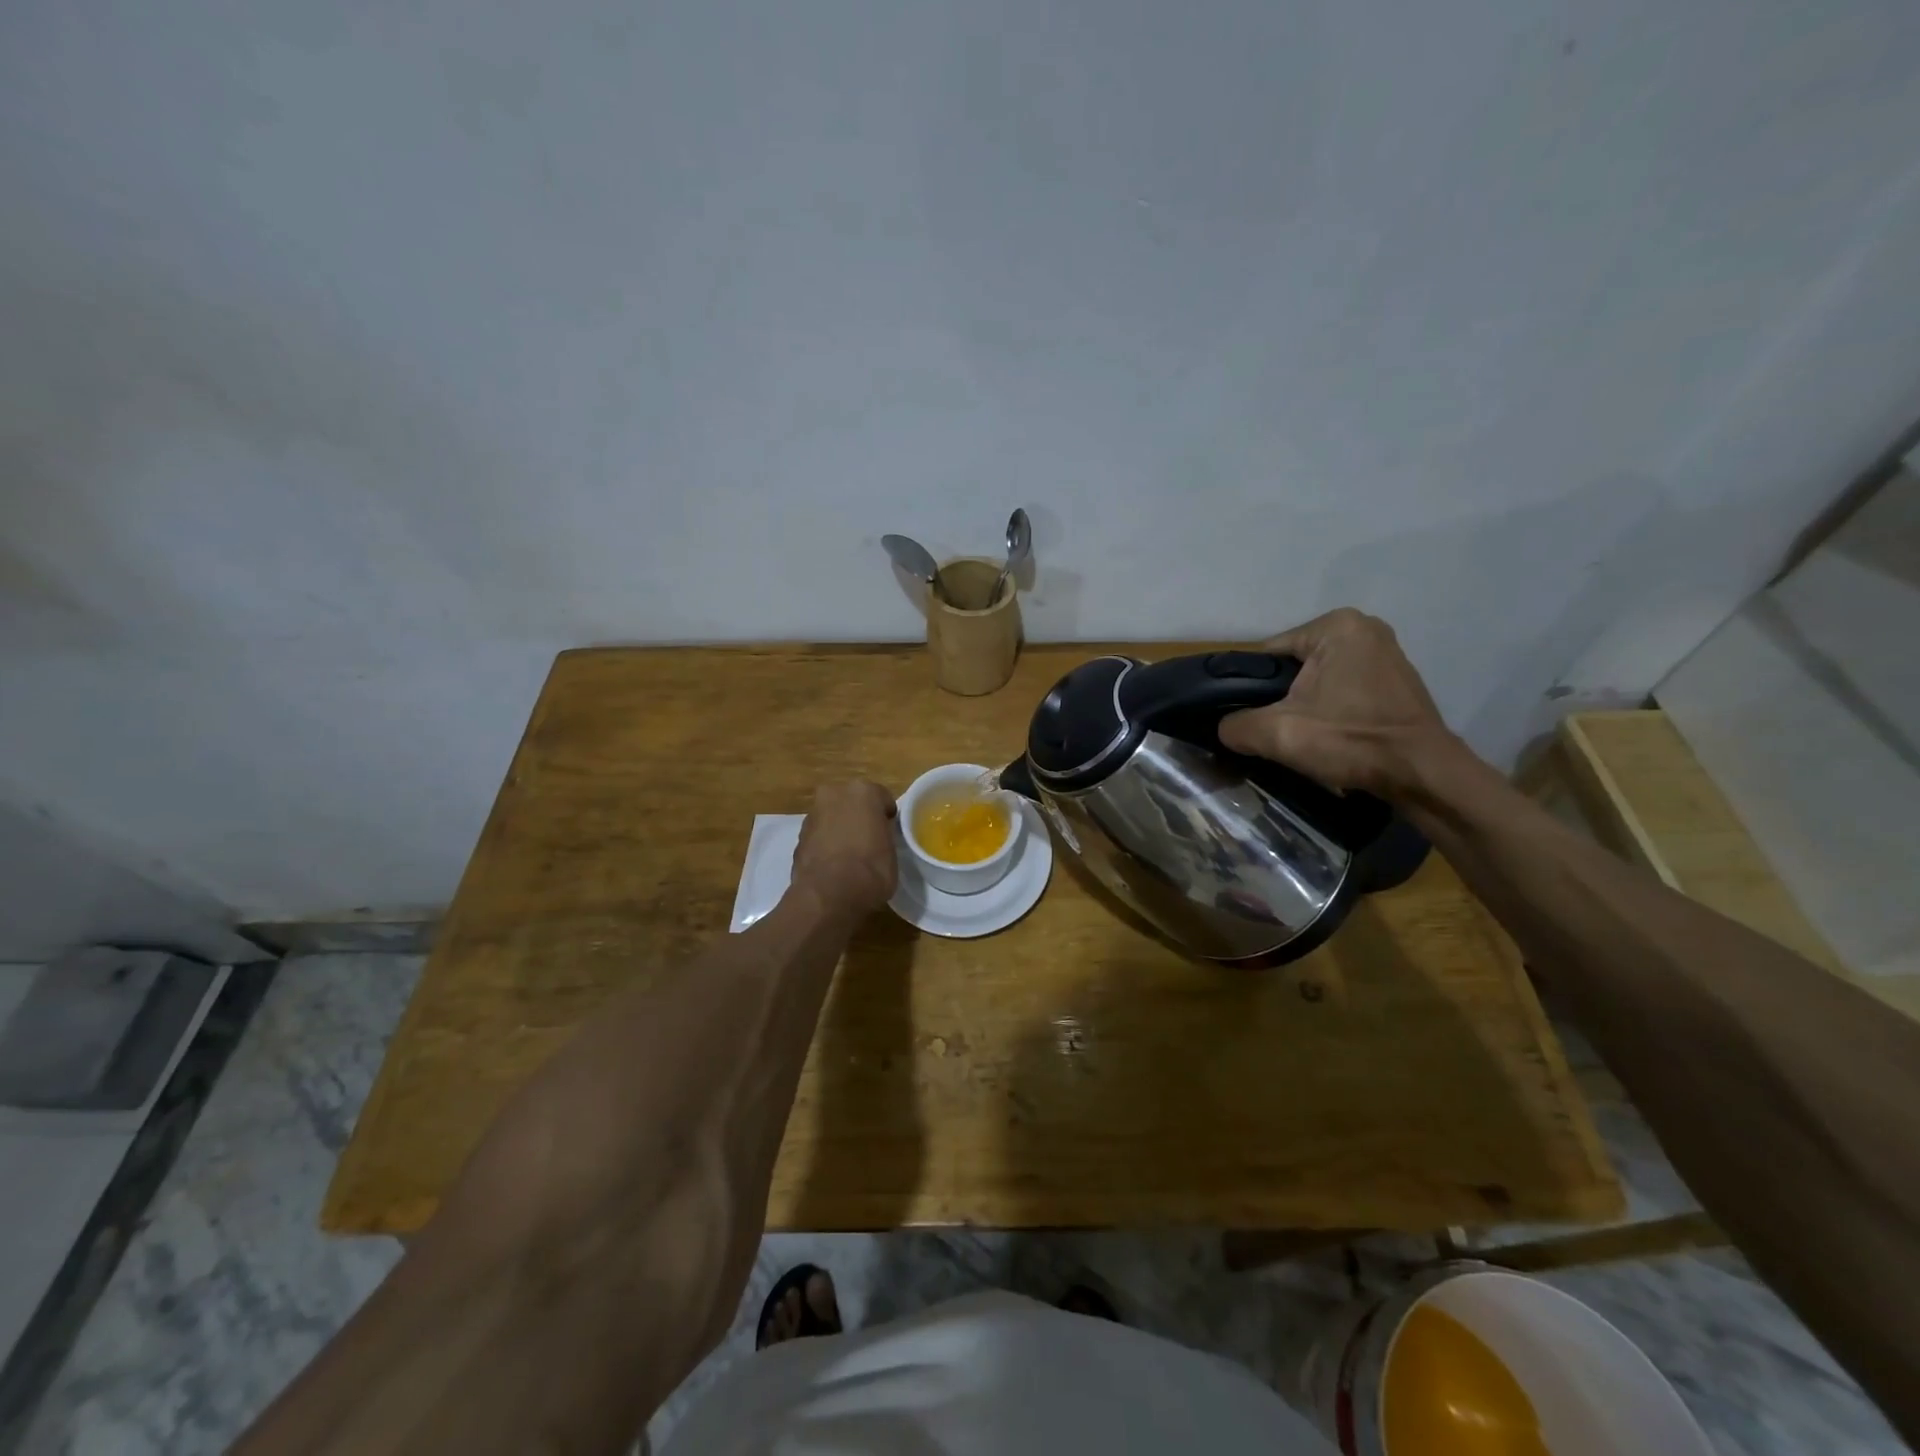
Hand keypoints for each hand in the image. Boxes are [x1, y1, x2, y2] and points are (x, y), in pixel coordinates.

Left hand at [791, 780, 897, 915]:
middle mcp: (834, 794)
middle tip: (868, 839)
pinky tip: (833, 865)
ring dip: (839, 829)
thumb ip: (883, 834)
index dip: (886, 816)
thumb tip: (877, 836)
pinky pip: (819, 836)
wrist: (829, 895)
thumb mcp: (892, 850)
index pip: (881, 798)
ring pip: (832, 817)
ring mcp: (812, 815)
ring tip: (849, 856)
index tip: (889, 832)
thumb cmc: (871, 869)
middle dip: (858, 816)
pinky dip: (825, 844)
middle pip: (851, 802)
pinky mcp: (797, 837)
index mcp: (863, 791)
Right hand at [1217, 609, 1466, 801]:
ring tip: (1303, 737)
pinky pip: (1343, 689)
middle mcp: (1363, 627)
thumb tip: (1224, 729)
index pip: (1267, 656)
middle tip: (1278, 732)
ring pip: (1318, 681)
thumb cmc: (1351, 740)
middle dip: (1281, 699)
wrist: (1423, 774)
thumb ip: (1235, 726)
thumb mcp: (1277, 733)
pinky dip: (1331, 710)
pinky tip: (1331, 736)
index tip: (1250, 720)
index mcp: (1334, 626)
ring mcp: (1385, 653)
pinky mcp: (1396, 680)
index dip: (1250, 690)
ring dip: (1305, 706)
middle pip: (1293, 668)